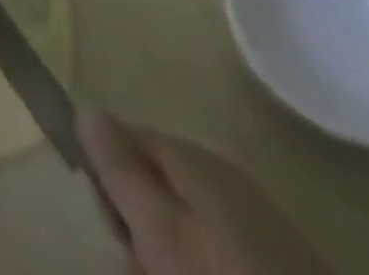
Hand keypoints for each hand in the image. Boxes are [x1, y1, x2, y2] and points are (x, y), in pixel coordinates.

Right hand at [83, 113, 328, 274]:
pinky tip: (198, 272)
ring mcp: (258, 215)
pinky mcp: (281, 257)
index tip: (99, 214)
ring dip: (168, 241)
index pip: (127, 135)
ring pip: (189, 213)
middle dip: (137, 212)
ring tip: (160, 269)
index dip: (104, 168)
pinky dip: (201, 258)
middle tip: (133, 257)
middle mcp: (223, 171)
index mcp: (192, 155)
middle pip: (158, 176)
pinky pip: (220, 243)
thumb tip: (88, 109)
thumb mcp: (159, 229)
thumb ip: (121, 168)